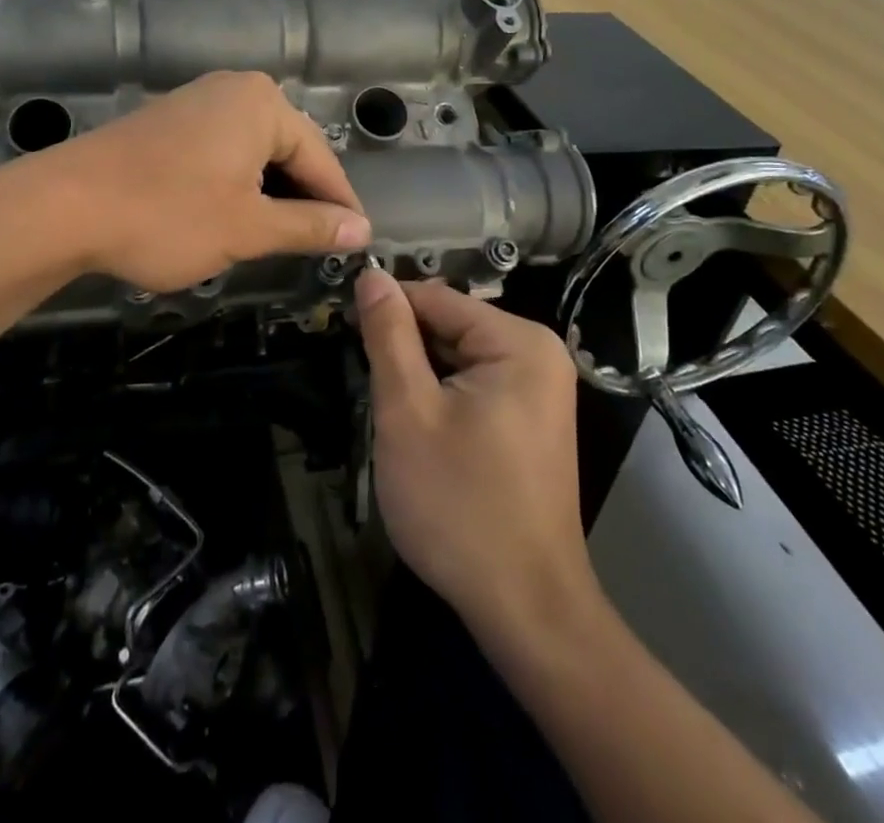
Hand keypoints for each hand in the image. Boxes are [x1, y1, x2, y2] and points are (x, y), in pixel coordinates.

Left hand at [36, 71, 370, 293]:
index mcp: (263, 105)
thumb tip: (360, 231)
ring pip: (253, 153)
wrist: (64, 206)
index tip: (357, 244)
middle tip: (317, 247)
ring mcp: (196, 102)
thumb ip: (310, 227)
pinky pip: (221, 151)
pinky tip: (231, 216)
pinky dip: (235, 184)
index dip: (340, 206)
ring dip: (268, 195)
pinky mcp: (168, 122)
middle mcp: (234, 90)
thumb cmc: (167, 215)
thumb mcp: (248, 227)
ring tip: (276, 238)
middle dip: (302, 199)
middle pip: (288, 150)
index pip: (321, 158)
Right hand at [356, 272, 595, 639]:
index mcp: (519, 341)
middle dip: (405, 350)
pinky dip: (443, 398)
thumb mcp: (408, 412)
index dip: (386, 311)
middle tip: (370, 388)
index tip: (343, 331)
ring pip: (459, 358)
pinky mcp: (532, 420)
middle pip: (451, 326)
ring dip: (421, 377)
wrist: (525, 609)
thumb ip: (389, 335)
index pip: (436, 298)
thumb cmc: (459, 505)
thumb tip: (371, 274)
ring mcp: (541, 389)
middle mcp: (539, 354)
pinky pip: (476, 385)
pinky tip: (423, 431)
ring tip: (392, 413)